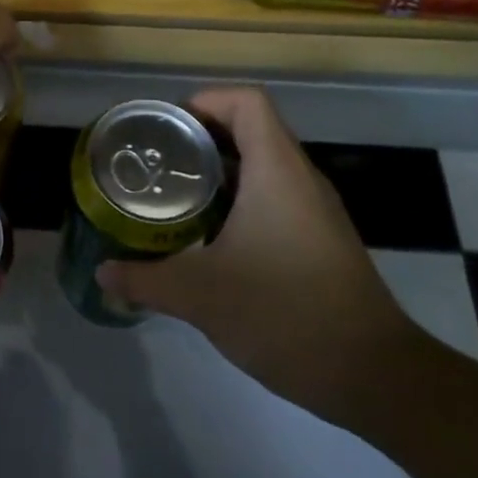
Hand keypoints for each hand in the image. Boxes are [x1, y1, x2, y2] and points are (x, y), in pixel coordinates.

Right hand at [96, 86, 424, 426]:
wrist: (376, 376)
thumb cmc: (287, 315)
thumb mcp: (202, 297)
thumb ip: (146, 280)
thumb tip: (102, 273)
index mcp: (277, 171)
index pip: (247, 102)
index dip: (205, 101)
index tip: (168, 129)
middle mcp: (300, 179)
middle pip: (252, 128)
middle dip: (203, 136)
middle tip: (160, 160)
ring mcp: (316, 210)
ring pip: (264, 165)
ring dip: (221, 170)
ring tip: (177, 193)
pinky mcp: (321, 239)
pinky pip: (276, 196)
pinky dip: (241, 199)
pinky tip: (212, 235)